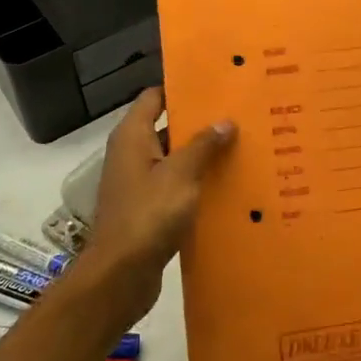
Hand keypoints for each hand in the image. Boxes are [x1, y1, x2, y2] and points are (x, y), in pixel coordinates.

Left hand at [68, 87, 235, 328]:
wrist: (120, 275)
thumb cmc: (148, 215)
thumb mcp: (180, 175)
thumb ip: (203, 145)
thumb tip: (225, 121)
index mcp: (132, 137)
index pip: (154, 97)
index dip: (180, 88)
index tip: (214, 84)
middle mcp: (132, 154)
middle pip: (167, 127)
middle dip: (199, 122)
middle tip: (238, 115)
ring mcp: (139, 183)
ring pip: (174, 159)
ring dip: (201, 155)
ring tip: (241, 146)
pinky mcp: (148, 209)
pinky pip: (175, 186)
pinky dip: (197, 183)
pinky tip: (227, 185)